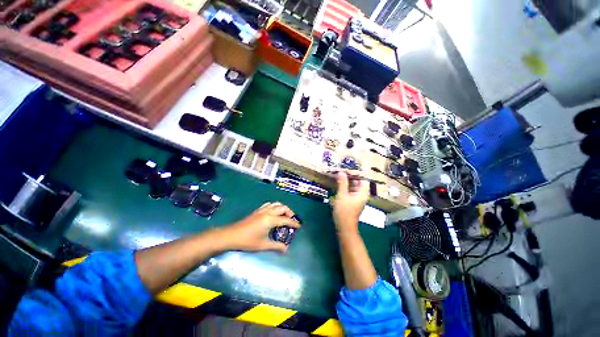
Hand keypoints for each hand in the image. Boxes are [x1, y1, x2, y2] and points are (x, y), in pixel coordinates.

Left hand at [221, 202, 299, 252]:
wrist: (231, 235)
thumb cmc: (248, 241)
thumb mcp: (263, 245)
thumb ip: (276, 246)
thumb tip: (286, 249)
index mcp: (271, 220)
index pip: (286, 220)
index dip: (294, 223)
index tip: (299, 226)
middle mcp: (268, 212)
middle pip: (283, 208)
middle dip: (290, 213)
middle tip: (292, 220)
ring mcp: (262, 210)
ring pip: (276, 204)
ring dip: (282, 208)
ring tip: (284, 216)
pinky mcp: (257, 210)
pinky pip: (269, 204)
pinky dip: (275, 206)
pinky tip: (273, 213)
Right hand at [332, 172, 368, 232]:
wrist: (344, 226)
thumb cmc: (344, 210)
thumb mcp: (342, 195)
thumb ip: (342, 183)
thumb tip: (342, 172)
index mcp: (363, 193)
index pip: (362, 179)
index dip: (355, 173)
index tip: (346, 169)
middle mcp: (362, 195)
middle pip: (357, 182)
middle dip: (349, 177)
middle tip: (341, 171)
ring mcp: (357, 199)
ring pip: (353, 187)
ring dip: (346, 182)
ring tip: (339, 176)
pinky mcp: (352, 202)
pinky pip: (350, 191)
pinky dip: (345, 187)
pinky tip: (339, 185)